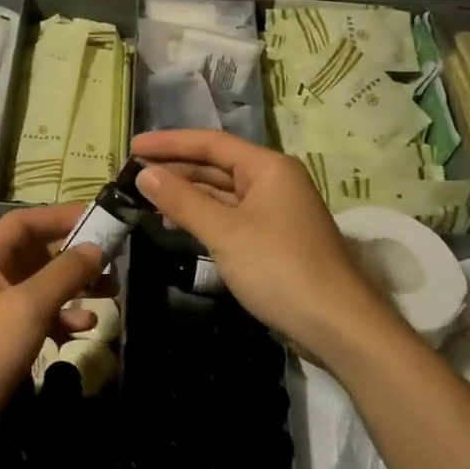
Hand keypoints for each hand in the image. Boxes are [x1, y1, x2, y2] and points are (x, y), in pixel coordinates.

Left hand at [0, 205, 103, 460]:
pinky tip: (86, 328)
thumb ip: (64, 273)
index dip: (60, 215)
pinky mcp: (5, 342)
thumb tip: (96, 247)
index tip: (99, 219)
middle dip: (75, 254)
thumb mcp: (28, 306)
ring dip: (75, 287)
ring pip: (43, 287)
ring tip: (112, 292)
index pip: (25, 222)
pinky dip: (63, 319)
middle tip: (113, 260)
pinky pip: (40, 318)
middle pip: (37, 253)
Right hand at [130, 129, 397, 359]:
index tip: (132, 147)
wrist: (337, 325)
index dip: (169, 143)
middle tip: (132, 175)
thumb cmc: (279, 268)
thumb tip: (144, 174)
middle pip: (216, 165)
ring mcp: (275, 211)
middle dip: (175, 169)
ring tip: (146, 200)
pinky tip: (176, 225)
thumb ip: (182, 200)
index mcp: (268, 167)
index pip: (211, 143)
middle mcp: (274, 181)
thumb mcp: (224, 232)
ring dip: (186, 195)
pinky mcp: (273, 239)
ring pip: (222, 193)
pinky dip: (203, 217)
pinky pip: (230, 216)